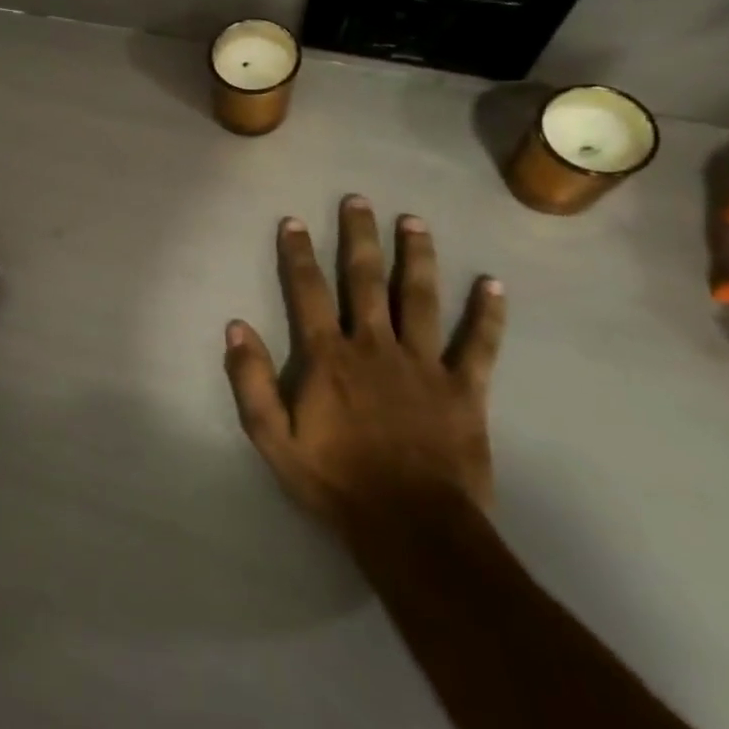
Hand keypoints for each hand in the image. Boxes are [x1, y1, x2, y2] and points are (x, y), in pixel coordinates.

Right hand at [224, 197, 505, 528]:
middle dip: (359, 237)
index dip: (298, 253)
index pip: (308, 291)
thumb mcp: (273, 438)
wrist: (411, 527)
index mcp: (328, 357)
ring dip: (417, 257)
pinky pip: (478, 344)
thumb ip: (250, 380)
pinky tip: (493, 284)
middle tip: (359, 200)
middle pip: (366, 280)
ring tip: (415, 222)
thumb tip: (235, 326)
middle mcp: (374, 346)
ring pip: (421, 298)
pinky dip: (487, 314)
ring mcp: (423, 364)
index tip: (294, 221)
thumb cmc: (335, 481)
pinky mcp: (464, 389)